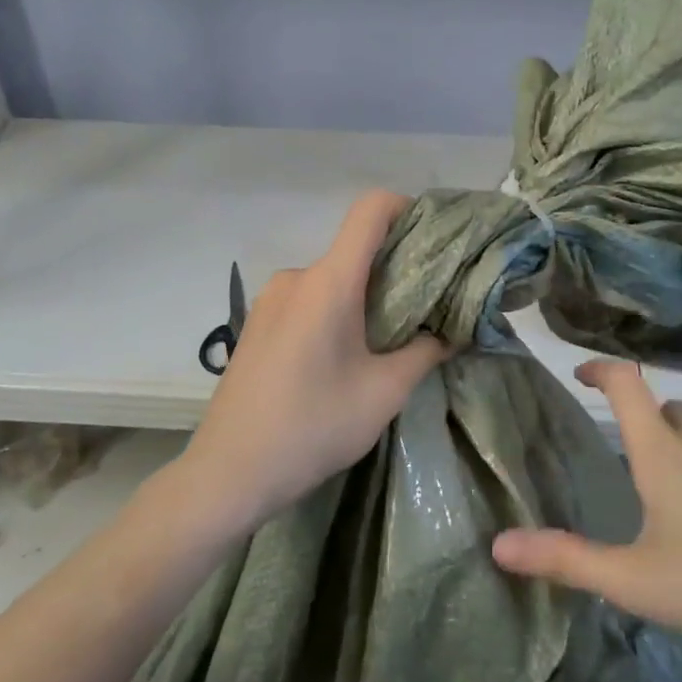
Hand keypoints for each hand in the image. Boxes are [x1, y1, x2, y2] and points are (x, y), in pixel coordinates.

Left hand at [171, 190, 449, 534]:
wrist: (229, 472)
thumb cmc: (313, 427)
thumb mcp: (383, 393)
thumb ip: (425, 352)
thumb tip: (452, 332)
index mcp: (328, 282)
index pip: (370, 211)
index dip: (407, 209)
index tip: (434, 241)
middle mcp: (296, 277)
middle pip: (354, 250)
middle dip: (395, 271)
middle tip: (425, 311)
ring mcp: (270, 299)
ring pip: (332, 280)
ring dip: (363, 299)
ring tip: (384, 345)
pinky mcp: (256, 323)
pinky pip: (307, 301)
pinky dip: (335, 313)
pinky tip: (341, 359)